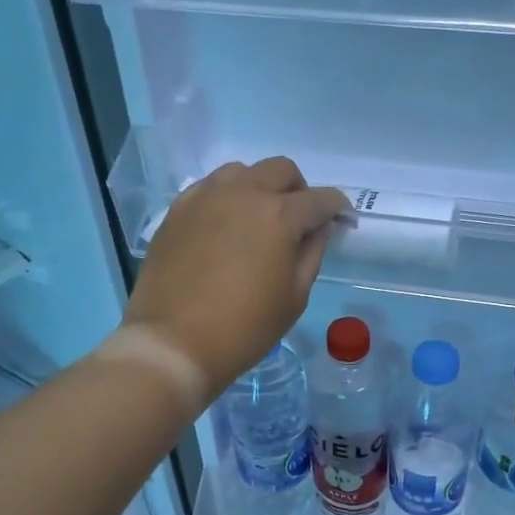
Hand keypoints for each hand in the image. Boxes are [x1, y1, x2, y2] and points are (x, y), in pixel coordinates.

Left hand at [125, 158, 348, 391]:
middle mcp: (243, 193)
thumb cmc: (244, 328)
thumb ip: (312, 254)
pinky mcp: (177, 210)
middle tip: (299, 221)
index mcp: (279, 215)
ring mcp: (206, 197)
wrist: (173, 343)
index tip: (341, 221)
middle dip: (299, 190)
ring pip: (242, 172)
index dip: (337, 208)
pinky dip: (226, 197)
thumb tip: (318, 228)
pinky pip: (209, 187)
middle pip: (281, 170)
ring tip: (257, 220)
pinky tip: (224, 226)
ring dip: (259, 188)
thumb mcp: (294, 297)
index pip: (320, 199)